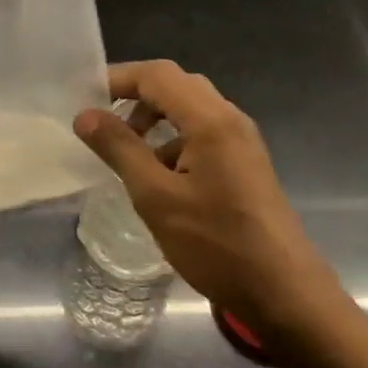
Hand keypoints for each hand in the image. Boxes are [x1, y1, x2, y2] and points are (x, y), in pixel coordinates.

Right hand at [74, 61, 334, 322]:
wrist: (283, 292)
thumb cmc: (216, 244)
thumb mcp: (157, 197)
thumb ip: (120, 149)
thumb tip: (86, 115)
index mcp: (210, 120)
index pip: (157, 75)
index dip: (118, 78)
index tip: (85, 97)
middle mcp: (230, 119)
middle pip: (176, 85)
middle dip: (135, 95)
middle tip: (101, 120)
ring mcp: (241, 141)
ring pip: (190, 109)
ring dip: (154, 118)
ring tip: (125, 150)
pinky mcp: (244, 163)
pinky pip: (203, 132)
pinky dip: (173, 140)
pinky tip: (157, 175)